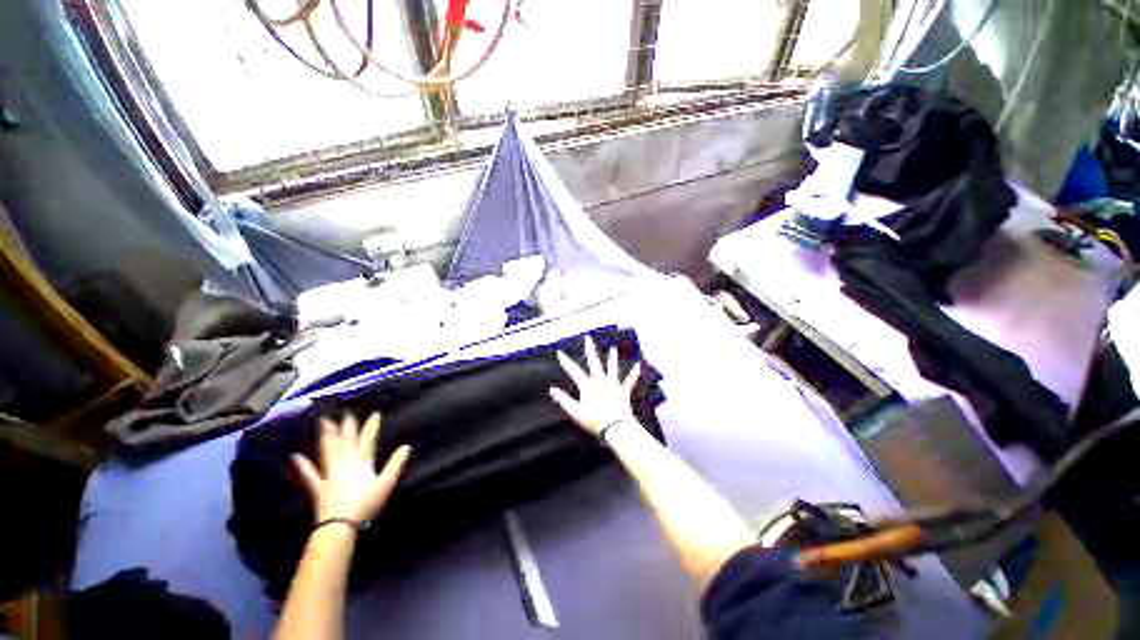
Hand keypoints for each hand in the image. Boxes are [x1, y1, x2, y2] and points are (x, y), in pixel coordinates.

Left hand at [292, 413, 410, 524]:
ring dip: (326, 436)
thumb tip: (407, 446)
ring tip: (323, 422)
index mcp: (362, 462)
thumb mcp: (386, 483)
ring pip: (328, 451)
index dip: (371, 426)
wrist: (340, 524)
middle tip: (345, 411)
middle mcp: (345, 463)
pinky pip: (310, 474)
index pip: (367, 440)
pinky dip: (303, 465)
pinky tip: (295, 456)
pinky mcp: (318, 486)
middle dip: (347, 426)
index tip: (374, 413)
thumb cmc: (366, 503)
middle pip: (346, 441)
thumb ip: (396, 464)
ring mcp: (329, 474)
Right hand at [550, 335, 642, 435]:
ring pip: (612, 367)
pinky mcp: (624, 390)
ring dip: (612, 357)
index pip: (574, 371)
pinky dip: (634, 373)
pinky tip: (638, 365)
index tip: (560, 352)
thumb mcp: (575, 411)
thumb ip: (563, 399)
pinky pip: (630, 380)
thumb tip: (552, 389)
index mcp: (588, 385)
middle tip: (588, 338)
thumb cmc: (593, 420)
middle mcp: (600, 381)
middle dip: (590, 349)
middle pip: (594, 362)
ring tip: (613, 348)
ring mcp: (613, 384)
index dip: (566, 362)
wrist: (615, 427)